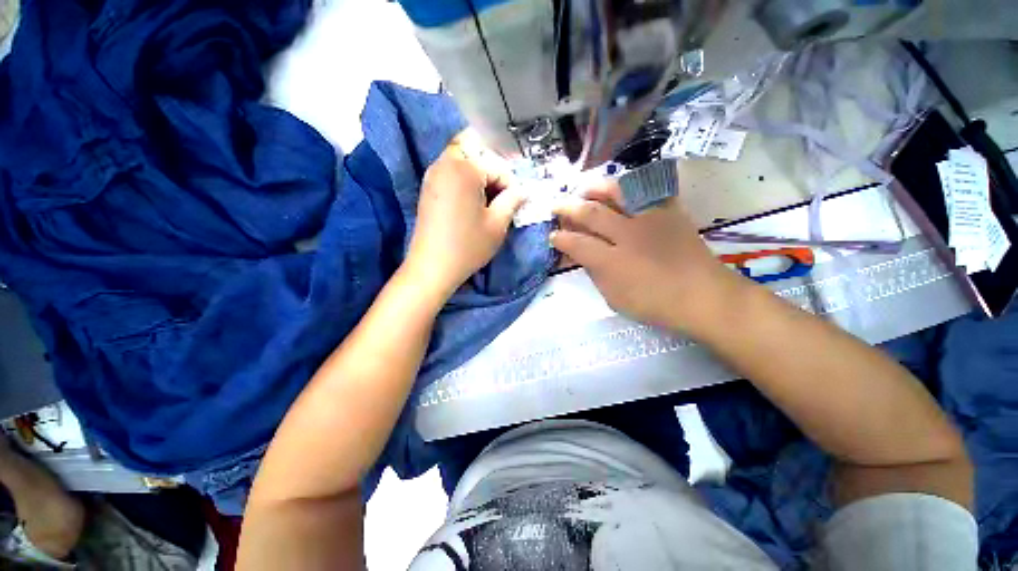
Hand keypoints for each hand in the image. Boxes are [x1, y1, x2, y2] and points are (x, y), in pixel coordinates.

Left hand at [404, 130, 525, 297]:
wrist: (432, 267)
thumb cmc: (468, 246)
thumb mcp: (497, 224)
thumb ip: (513, 200)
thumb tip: (522, 190)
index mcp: (465, 169)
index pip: (497, 167)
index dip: (509, 186)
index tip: (512, 205)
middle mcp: (445, 163)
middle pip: (476, 152)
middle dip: (493, 172)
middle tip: (500, 197)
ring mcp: (432, 174)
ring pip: (463, 160)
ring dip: (479, 175)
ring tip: (486, 202)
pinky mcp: (427, 187)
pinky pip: (450, 172)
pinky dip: (464, 180)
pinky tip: (470, 203)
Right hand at [551, 179, 745, 331]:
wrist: (704, 296)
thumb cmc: (655, 304)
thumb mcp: (615, 298)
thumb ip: (595, 274)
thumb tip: (583, 256)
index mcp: (612, 262)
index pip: (576, 244)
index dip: (560, 238)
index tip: (553, 236)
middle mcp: (627, 235)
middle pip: (591, 213)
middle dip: (567, 208)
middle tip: (556, 206)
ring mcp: (650, 219)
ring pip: (617, 193)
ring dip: (595, 188)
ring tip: (583, 189)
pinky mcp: (669, 211)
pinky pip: (647, 190)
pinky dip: (630, 186)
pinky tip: (620, 189)